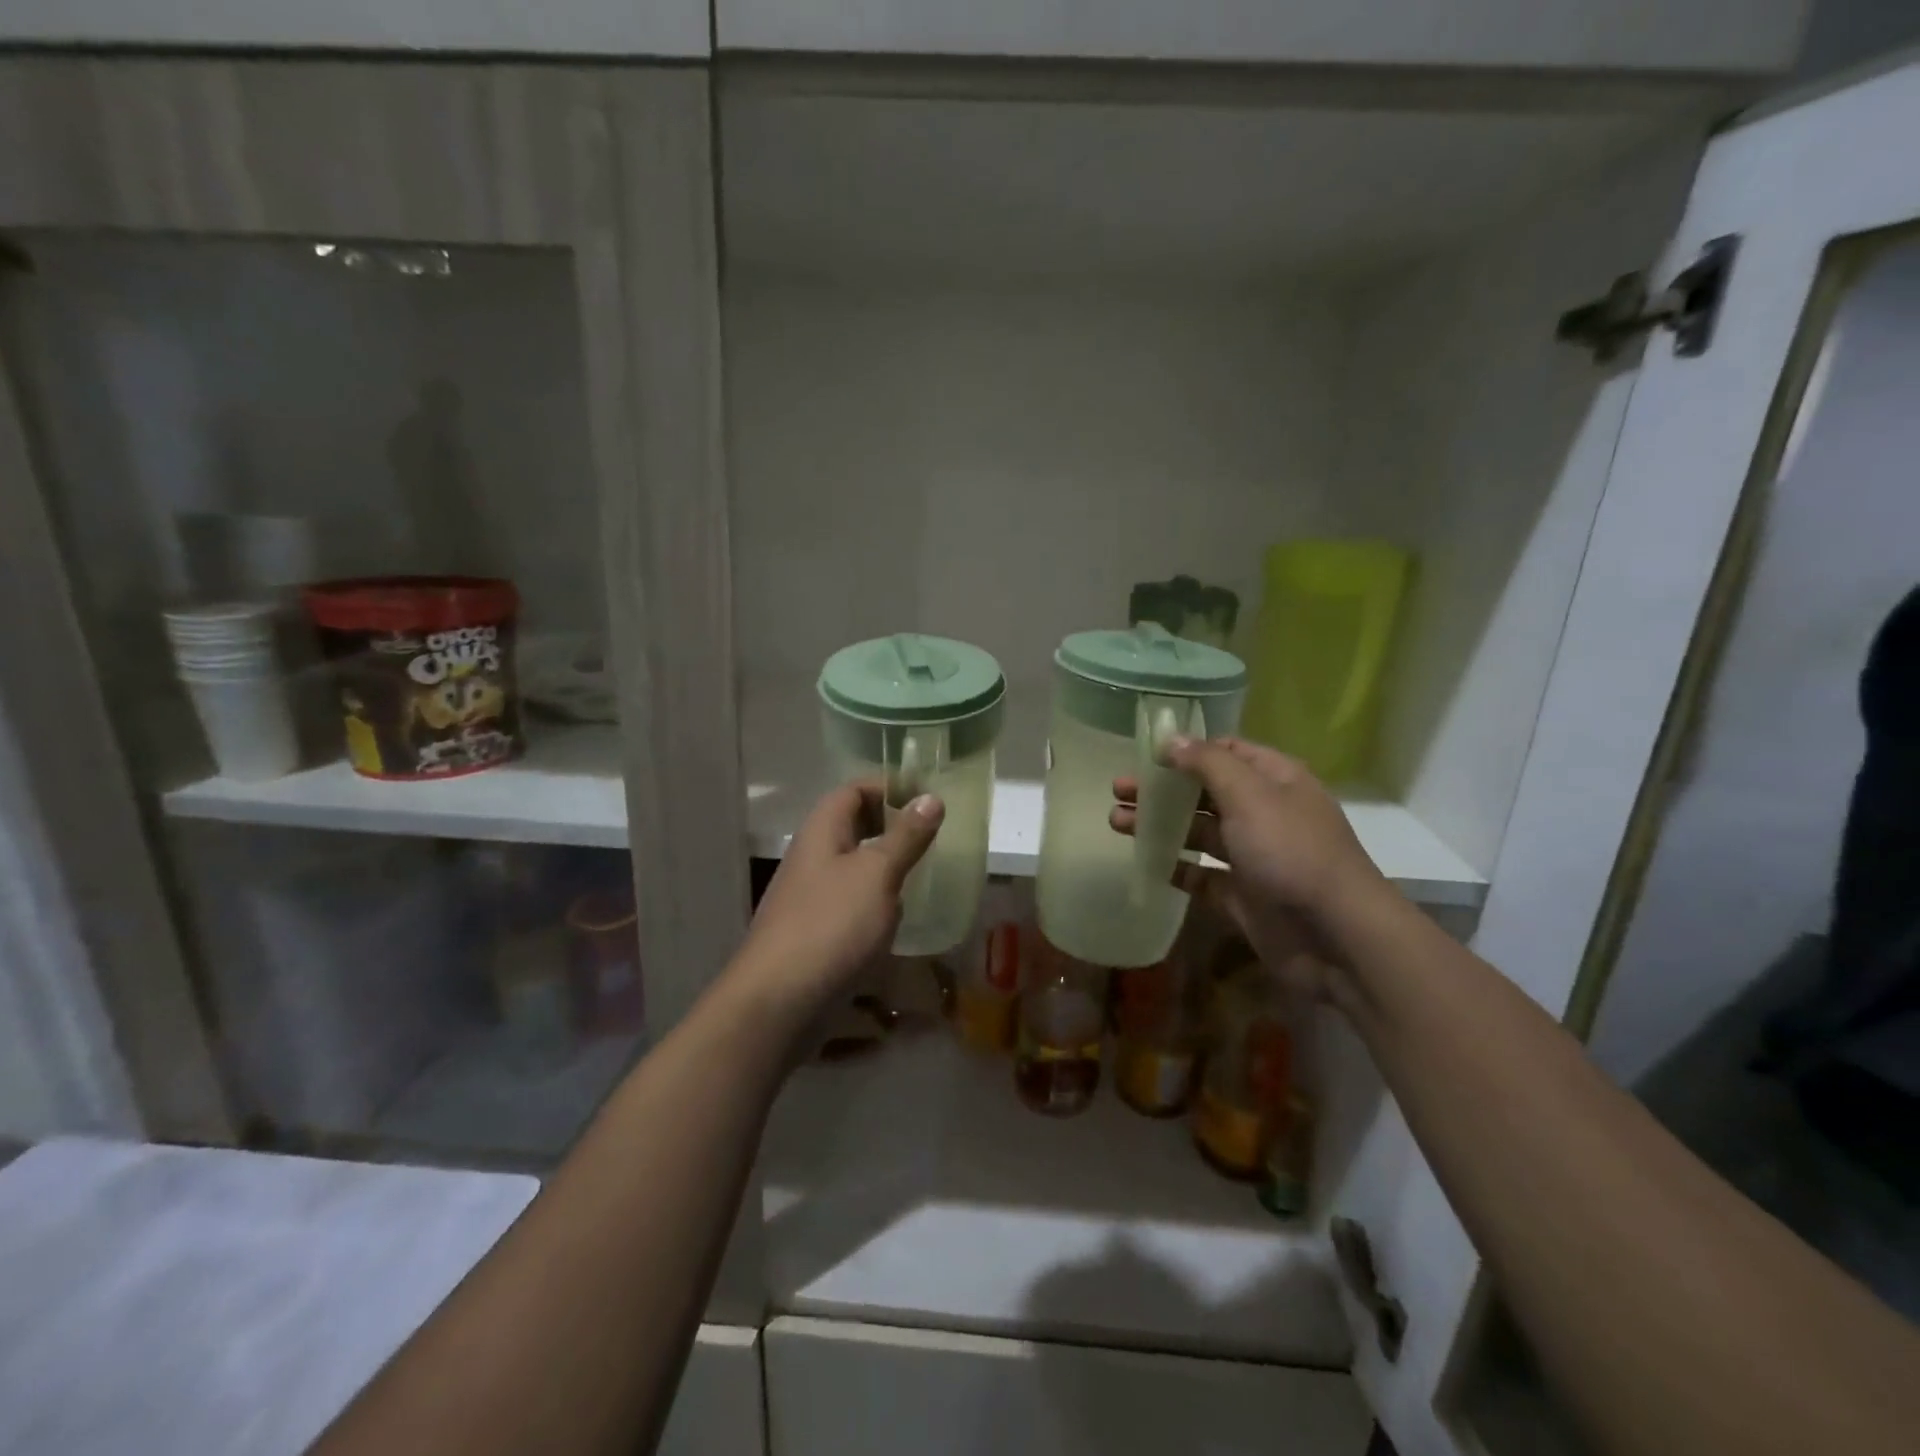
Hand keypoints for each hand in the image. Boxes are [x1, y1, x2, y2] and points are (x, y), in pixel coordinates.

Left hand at [732, 783, 943, 1023]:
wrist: (779, 1002)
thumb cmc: (831, 925)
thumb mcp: (877, 874)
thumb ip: (906, 836)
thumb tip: (931, 797)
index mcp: (821, 832)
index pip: (852, 791)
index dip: (887, 788)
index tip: (925, 800)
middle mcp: (812, 857)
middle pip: (851, 827)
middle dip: (890, 827)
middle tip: (930, 837)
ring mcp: (810, 896)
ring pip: (852, 866)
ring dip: (884, 866)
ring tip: (921, 874)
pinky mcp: (815, 932)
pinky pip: (849, 902)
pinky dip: (874, 901)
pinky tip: (896, 918)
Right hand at [1111, 737, 1390, 990]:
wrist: (1335, 936)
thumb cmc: (1292, 852)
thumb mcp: (1250, 795)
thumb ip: (1207, 763)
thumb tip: (1170, 739)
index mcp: (1275, 780)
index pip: (1227, 751)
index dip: (1187, 749)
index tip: (1146, 753)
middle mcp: (1264, 813)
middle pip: (1205, 792)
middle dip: (1162, 789)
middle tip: (1118, 789)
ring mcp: (1253, 856)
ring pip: (1198, 832)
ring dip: (1159, 825)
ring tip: (1115, 822)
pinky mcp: (1241, 895)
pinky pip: (1201, 875)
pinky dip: (1175, 867)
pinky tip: (1144, 861)